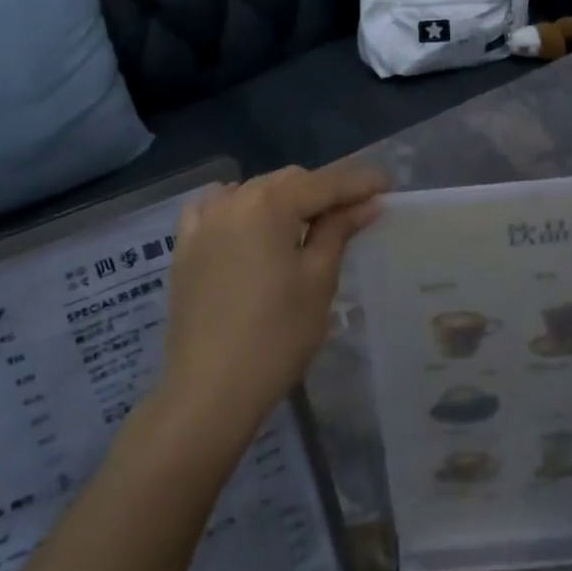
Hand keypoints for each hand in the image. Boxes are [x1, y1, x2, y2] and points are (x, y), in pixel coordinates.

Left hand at [159, 163, 386, 438]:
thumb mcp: (318, 280)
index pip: (324, 183)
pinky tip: (249, 221)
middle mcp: (234, 200)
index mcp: (270, 205)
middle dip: (323, 190)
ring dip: (284, 198)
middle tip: (354, 210)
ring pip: (253, 191)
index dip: (358, 182)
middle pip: (288, 181)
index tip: (386, 185)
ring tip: (307, 221)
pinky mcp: (185, 247)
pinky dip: (238, 206)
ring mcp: (204, 222)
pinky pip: (214, 208)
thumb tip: (367, 203)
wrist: (210, 389)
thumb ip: (339, 231)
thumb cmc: (277, 336)